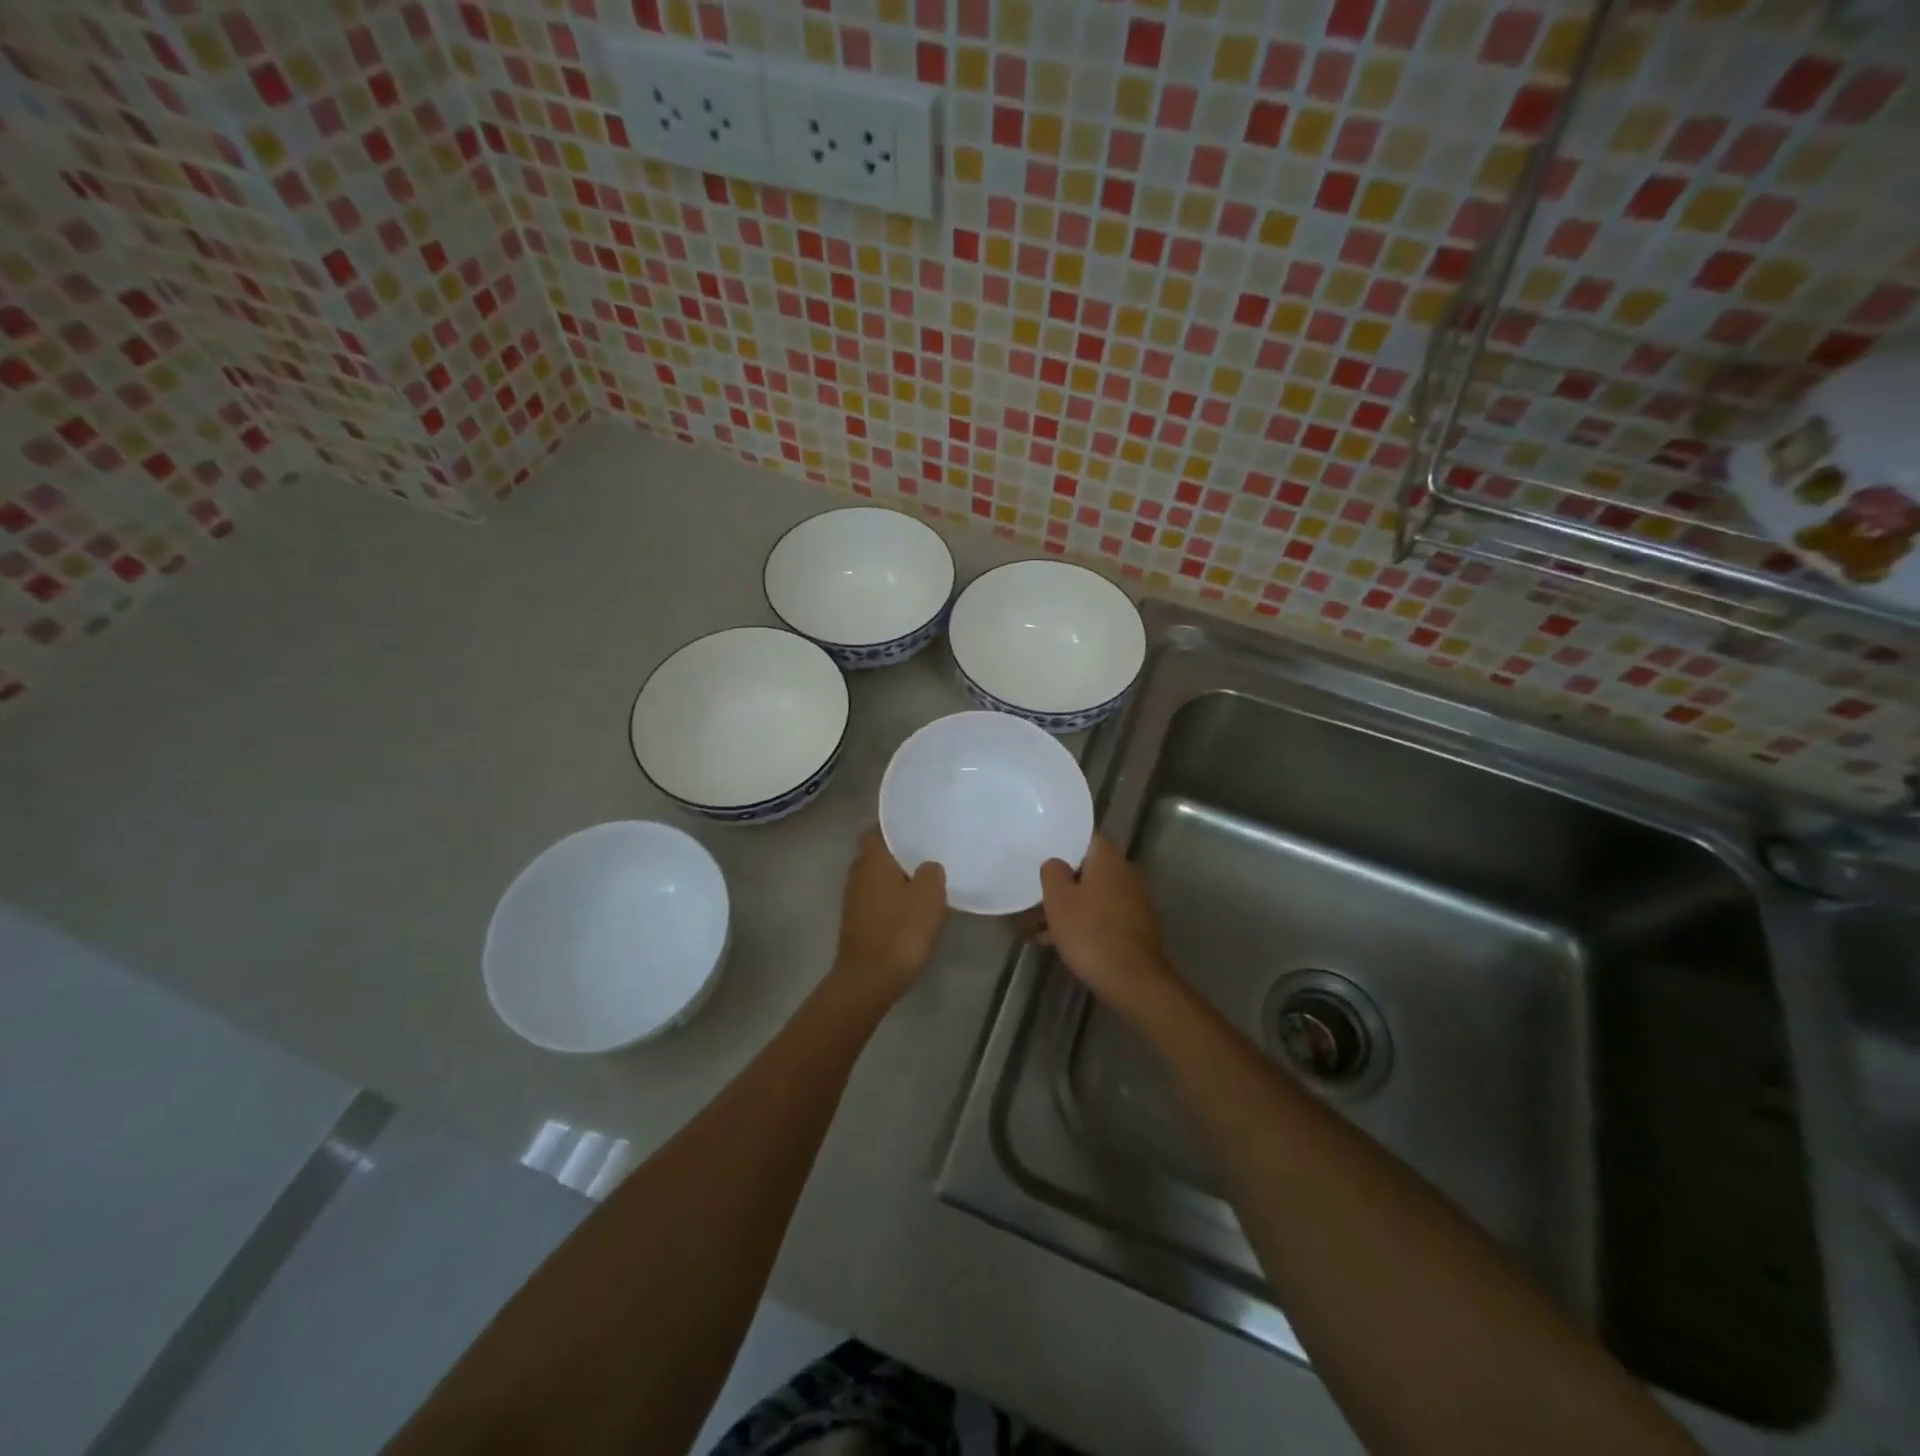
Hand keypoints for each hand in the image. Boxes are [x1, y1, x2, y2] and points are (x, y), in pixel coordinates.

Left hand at [831, 827, 947, 1007]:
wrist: (869, 980)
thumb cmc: (901, 931)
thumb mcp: (930, 897)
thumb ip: (932, 873)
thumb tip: (928, 866)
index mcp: (872, 861)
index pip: (874, 832)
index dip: (891, 829)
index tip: (914, 831)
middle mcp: (857, 875)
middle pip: (875, 856)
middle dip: (896, 856)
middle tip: (924, 857)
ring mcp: (853, 901)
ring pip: (875, 880)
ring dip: (893, 881)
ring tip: (921, 885)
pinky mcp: (855, 924)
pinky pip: (875, 902)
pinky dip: (890, 903)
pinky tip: (910, 913)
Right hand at [1039, 833, 1174, 1015]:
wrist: (1133, 980)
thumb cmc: (1090, 931)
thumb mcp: (1058, 898)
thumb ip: (1052, 871)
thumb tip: (1056, 864)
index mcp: (1108, 859)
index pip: (1085, 836)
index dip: (1063, 841)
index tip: (1042, 850)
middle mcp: (1125, 874)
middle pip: (1086, 869)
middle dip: (1060, 882)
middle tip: (1032, 892)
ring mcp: (1132, 902)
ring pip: (1090, 896)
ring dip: (1065, 907)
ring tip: (1032, 927)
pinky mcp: (1132, 928)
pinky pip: (1099, 917)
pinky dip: (1079, 924)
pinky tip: (1053, 942)